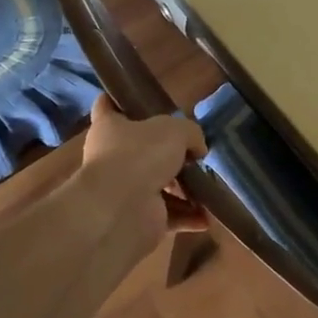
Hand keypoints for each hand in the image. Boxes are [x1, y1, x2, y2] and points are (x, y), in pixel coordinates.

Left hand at [79, 95, 208, 231]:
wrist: (121, 209)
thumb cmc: (141, 154)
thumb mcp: (176, 130)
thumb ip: (191, 133)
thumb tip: (198, 148)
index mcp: (110, 128)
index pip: (107, 106)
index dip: (119, 101)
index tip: (136, 99)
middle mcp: (113, 158)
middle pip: (141, 150)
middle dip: (169, 153)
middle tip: (195, 151)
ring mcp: (125, 190)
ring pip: (160, 185)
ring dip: (185, 188)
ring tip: (210, 185)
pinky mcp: (140, 218)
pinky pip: (170, 215)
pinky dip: (189, 216)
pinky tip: (208, 215)